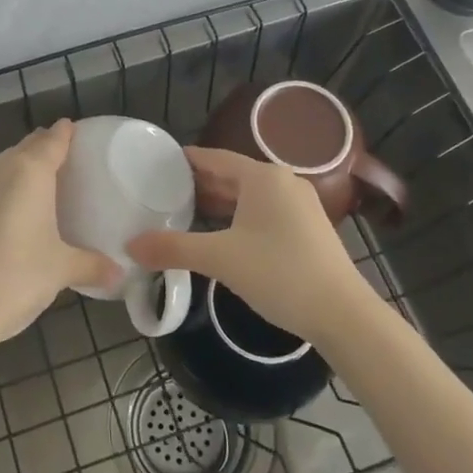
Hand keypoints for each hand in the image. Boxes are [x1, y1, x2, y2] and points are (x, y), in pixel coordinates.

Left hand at [0, 120, 118, 348]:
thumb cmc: (16, 279)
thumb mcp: (61, 271)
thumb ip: (92, 265)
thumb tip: (119, 273)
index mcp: (29, 172)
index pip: (53, 141)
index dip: (65, 134)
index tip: (74, 129)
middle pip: (25, 148)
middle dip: (42, 150)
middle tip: (61, 162)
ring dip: (16, 169)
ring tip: (32, 189)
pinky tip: (1, 212)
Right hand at [127, 147, 372, 345]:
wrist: (342, 313)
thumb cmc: (279, 273)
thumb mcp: (219, 259)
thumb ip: (173, 248)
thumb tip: (131, 246)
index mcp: (263, 177)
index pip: (214, 158)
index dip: (185, 161)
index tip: (156, 165)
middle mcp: (283, 182)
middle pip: (231, 175)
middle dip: (198, 184)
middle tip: (162, 192)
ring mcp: (300, 205)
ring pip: (248, 196)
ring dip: (218, 203)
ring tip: (184, 212)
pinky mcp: (307, 228)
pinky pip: (263, 212)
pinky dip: (238, 217)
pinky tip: (221, 234)